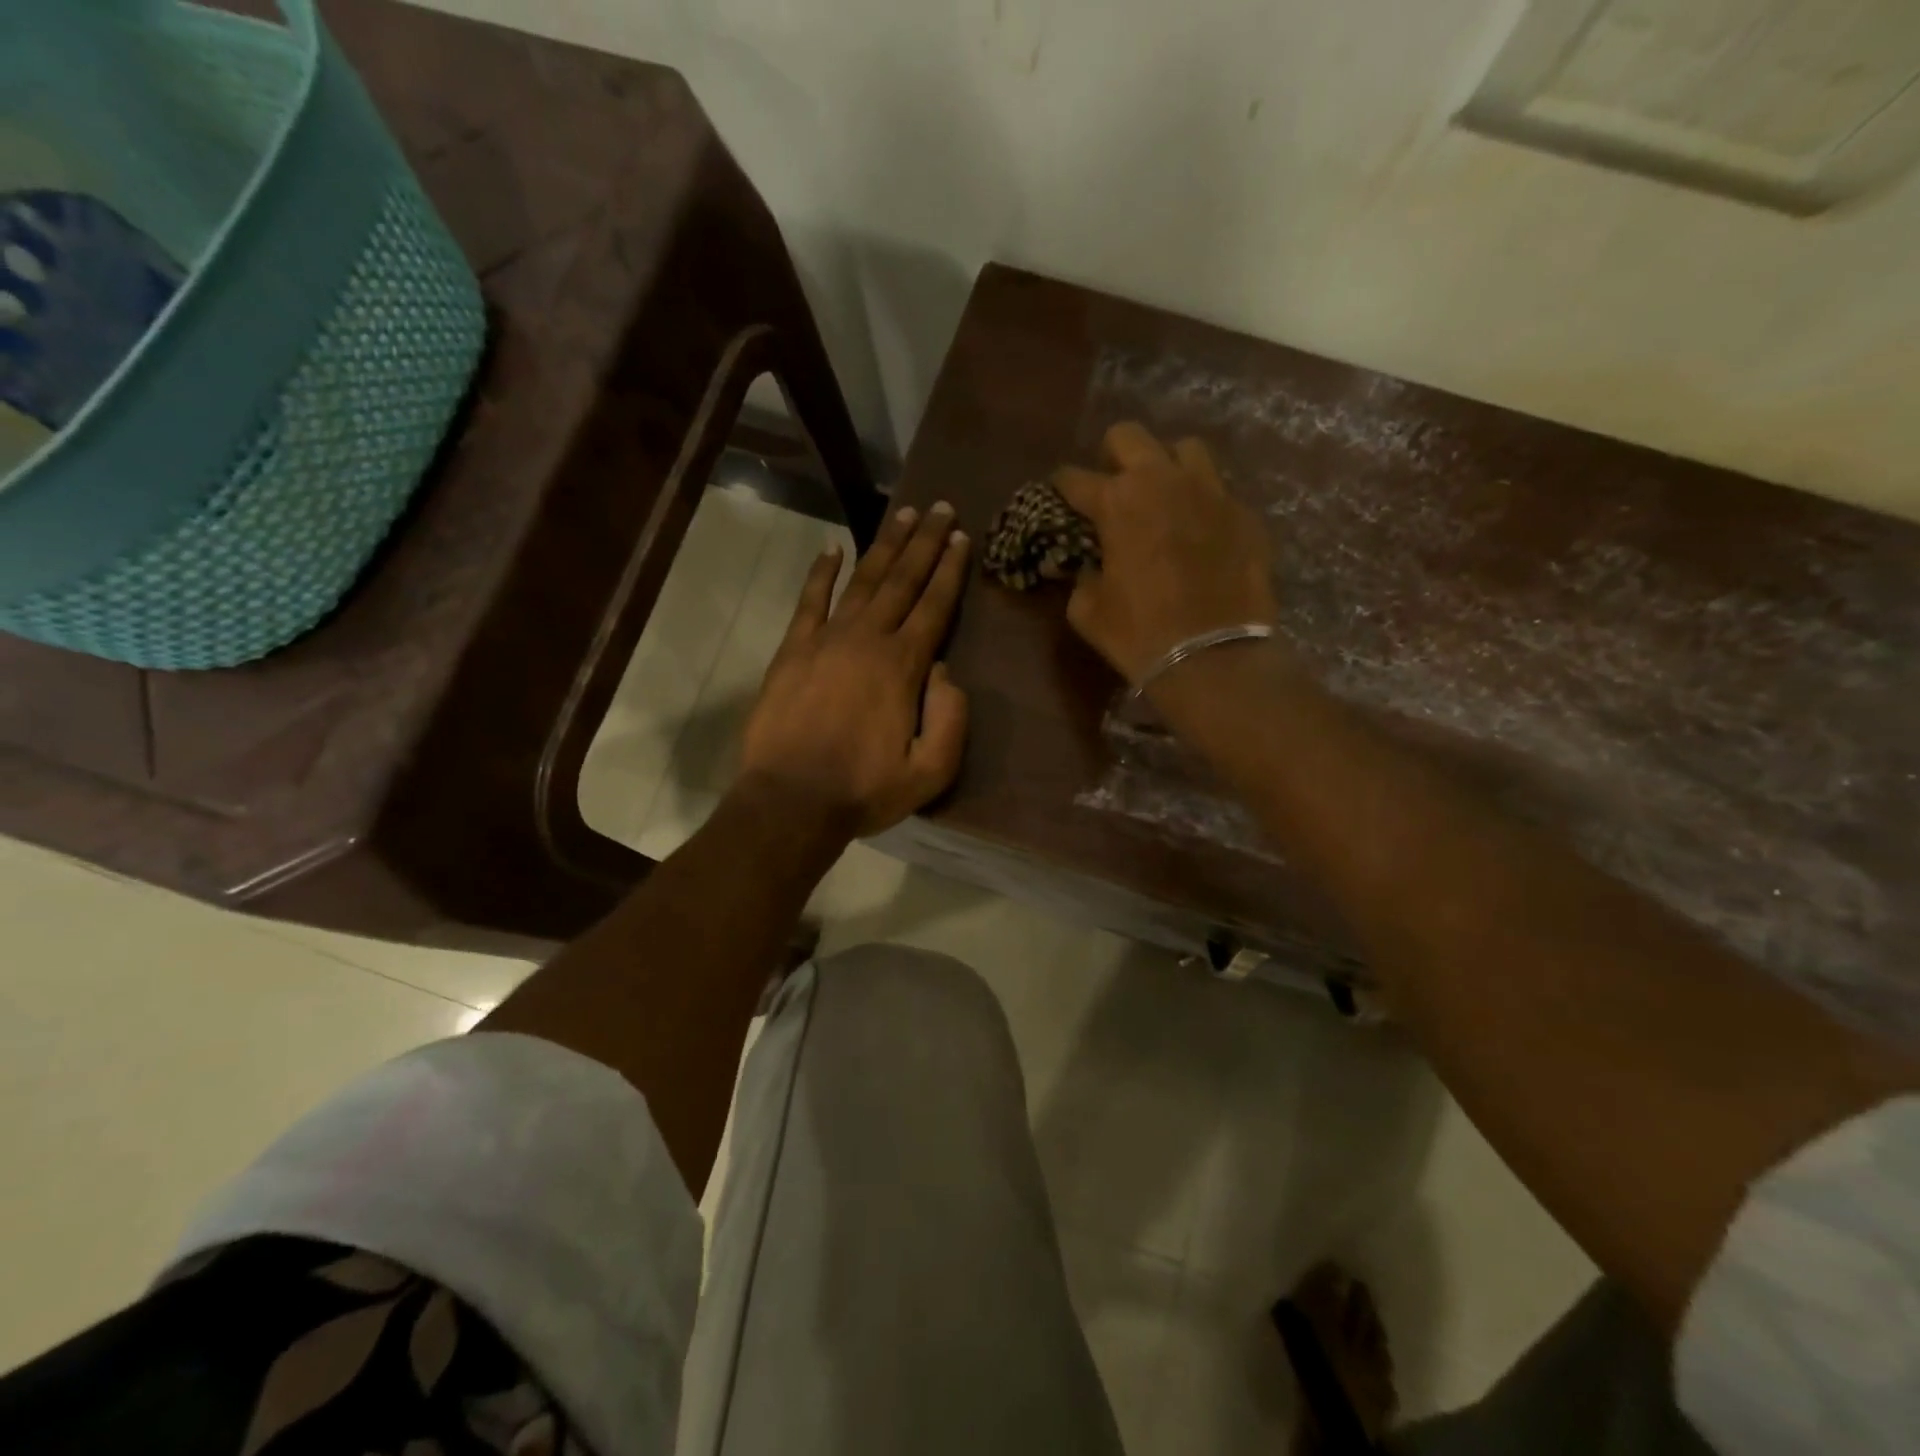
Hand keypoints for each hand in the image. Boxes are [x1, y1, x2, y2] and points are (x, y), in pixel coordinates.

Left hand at [739, 503, 970, 838]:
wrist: (791, 801)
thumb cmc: (864, 790)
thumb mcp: (930, 771)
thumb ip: (950, 718)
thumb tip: (944, 671)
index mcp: (903, 666)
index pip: (933, 606)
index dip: (950, 570)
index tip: (962, 537)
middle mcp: (867, 640)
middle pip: (901, 581)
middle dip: (925, 543)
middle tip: (940, 508)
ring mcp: (825, 640)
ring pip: (861, 581)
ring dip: (884, 546)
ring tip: (904, 515)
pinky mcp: (793, 650)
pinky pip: (810, 600)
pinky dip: (821, 573)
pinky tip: (832, 548)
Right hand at [1056, 422, 1278, 684]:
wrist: (1212, 656)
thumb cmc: (1138, 634)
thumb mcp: (1088, 610)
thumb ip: (1081, 575)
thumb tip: (1086, 565)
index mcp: (1117, 501)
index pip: (1074, 477)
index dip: (1061, 486)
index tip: (1059, 495)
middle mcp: (1163, 480)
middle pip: (1129, 435)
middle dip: (1112, 455)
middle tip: (1112, 486)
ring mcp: (1211, 491)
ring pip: (1185, 448)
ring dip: (1166, 466)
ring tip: (1164, 496)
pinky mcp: (1245, 513)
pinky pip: (1219, 490)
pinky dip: (1202, 504)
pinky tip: (1200, 532)